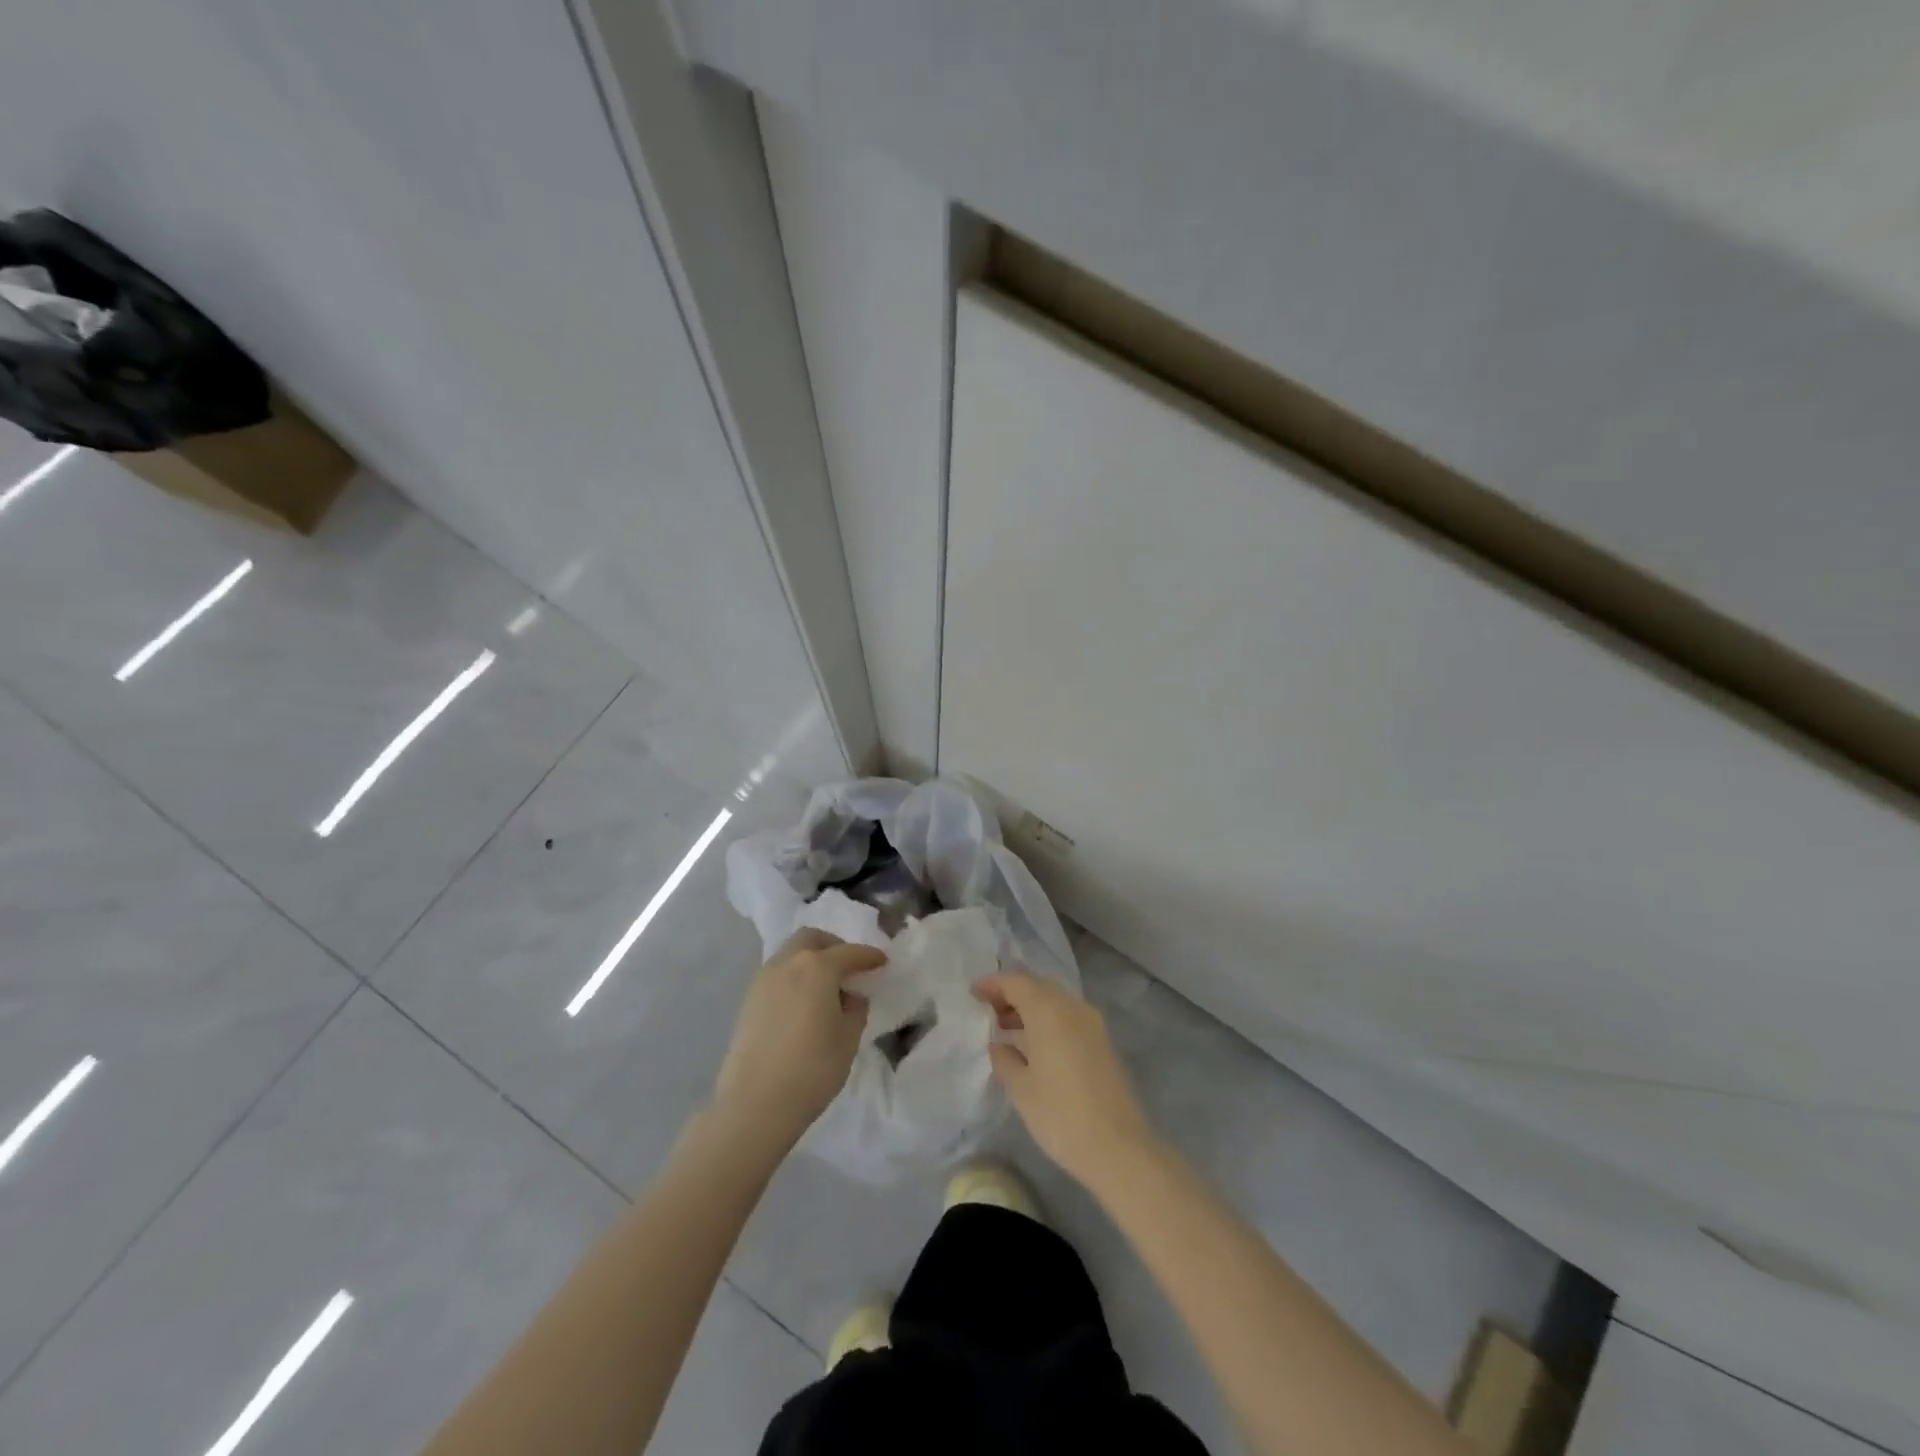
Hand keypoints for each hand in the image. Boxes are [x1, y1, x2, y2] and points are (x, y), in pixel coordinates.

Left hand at [713, 929, 885, 1148]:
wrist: (754, 1103)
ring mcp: (763, 980)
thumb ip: (855, 1009)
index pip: (850, 952)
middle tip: (849, 967)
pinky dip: (794, 976)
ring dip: (810, 959)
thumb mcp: (848, 1038)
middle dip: (834, 946)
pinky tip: (803, 1003)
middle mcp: (787, 963)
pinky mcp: (748, 1000)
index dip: (869, 956)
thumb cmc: (812, 1068)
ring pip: (790, 953)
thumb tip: (850, 996)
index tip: (882, 962)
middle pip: (812, 938)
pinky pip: (777, 974)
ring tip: (825, 987)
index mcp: (817, 966)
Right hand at [975, 972, 1156, 1190]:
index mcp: (1049, 1010)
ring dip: (1031, 1007)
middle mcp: (1073, 1007)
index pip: (1016, 982)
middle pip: (1038, 985)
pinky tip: (1034, 1046)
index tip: (973, 994)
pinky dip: (1048, 1020)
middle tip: (989, 1011)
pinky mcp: (1103, 1042)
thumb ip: (1004, 1059)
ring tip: (1006, 1029)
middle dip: (1012, 993)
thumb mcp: (1021, 1089)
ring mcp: (1092, 1023)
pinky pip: (1069, 1016)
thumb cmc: (1061, 1115)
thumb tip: (999, 1044)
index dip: (993, 984)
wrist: (1119, 1148)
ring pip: (1056, 1000)